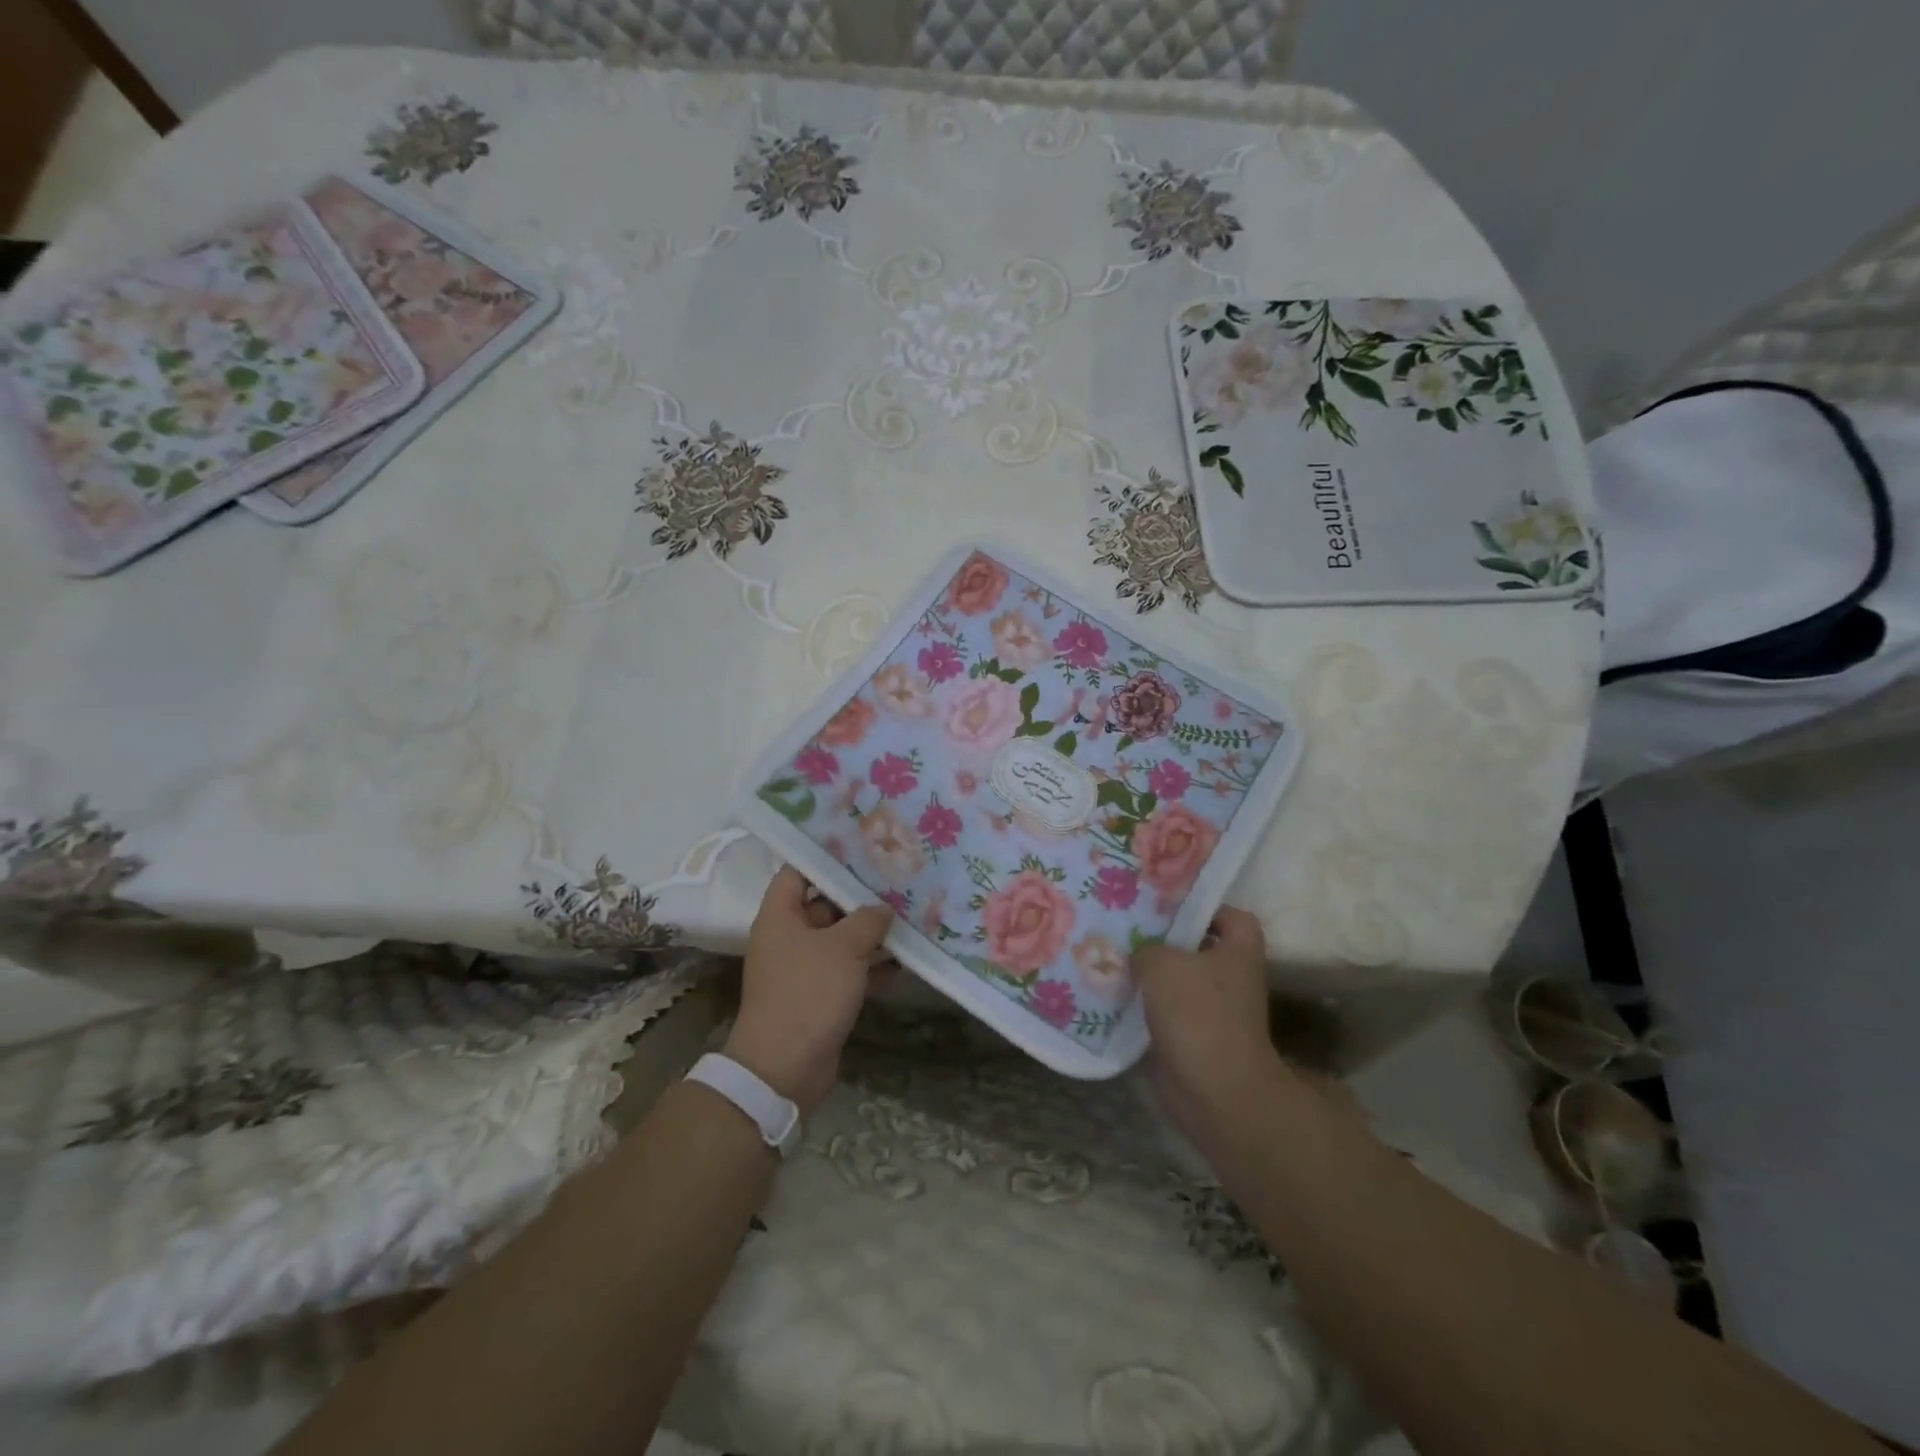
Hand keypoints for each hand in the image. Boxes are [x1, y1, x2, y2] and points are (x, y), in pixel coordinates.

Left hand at [723, 865, 894, 1116]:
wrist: (784, 1068)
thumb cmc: (808, 993)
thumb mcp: (843, 948)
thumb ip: (867, 920)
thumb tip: (883, 909)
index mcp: (780, 916)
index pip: (798, 871)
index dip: (826, 856)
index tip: (862, 846)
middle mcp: (789, 937)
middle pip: (825, 904)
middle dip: (860, 895)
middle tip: (898, 879)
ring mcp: (804, 969)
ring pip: (841, 940)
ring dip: (872, 933)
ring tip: (911, 915)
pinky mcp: (821, 997)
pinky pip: (849, 971)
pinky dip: (873, 967)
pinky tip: (907, 961)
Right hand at [1133, 905, 1288, 1149]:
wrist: (1215, 1091)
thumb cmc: (1198, 1014)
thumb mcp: (1162, 964)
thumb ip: (1146, 948)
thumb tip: (1139, 954)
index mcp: (1238, 951)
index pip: (1231, 916)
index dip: (1205, 907)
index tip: (1169, 905)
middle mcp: (1230, 977)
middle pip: (1198, 946)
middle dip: (1165, 938)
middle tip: (1128, 925)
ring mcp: (1213, 1010)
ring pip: (1178, 979)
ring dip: (1149, 973)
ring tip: (1112, 956)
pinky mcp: (1193, 1037)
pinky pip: (1165, 1010)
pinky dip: (1143, 1005)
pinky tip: (1112, 994)